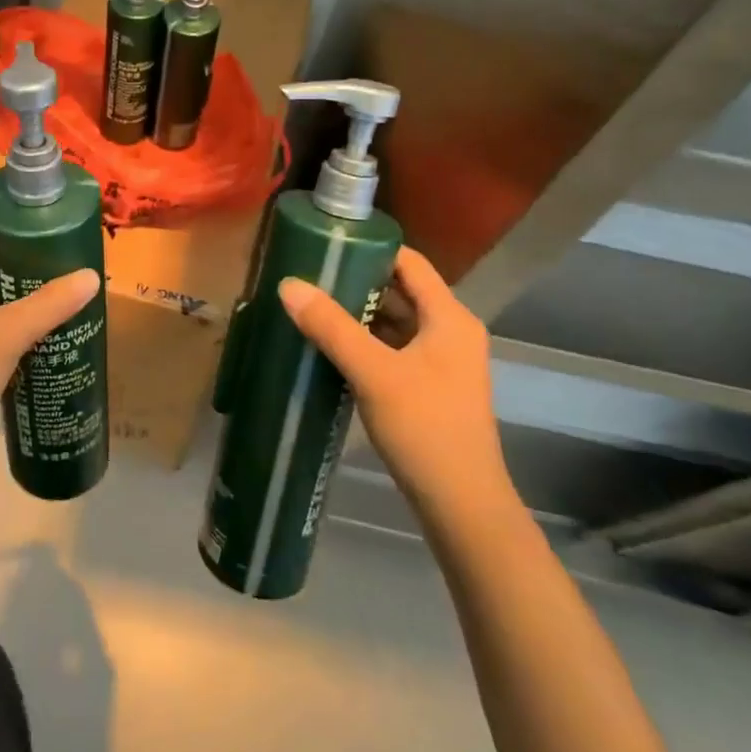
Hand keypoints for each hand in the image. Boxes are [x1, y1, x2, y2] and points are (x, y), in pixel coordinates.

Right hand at [278, 248, 510, 518]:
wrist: (462, 507)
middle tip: (309, 276)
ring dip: (358, 314)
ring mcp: (442, 362)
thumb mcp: (373, 372)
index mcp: (449, 318)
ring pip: (395, 322)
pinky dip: (365, 342)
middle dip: (356, 282)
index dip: (370, 248)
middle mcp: (451, 332)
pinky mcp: (430, 388)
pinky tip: (331, 347)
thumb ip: (331, 326)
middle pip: (400, 290)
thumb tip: (288, 284)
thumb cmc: (425, 428)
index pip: (409, 262)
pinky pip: (394, 349)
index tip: (327, 245)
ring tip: (311, 306)